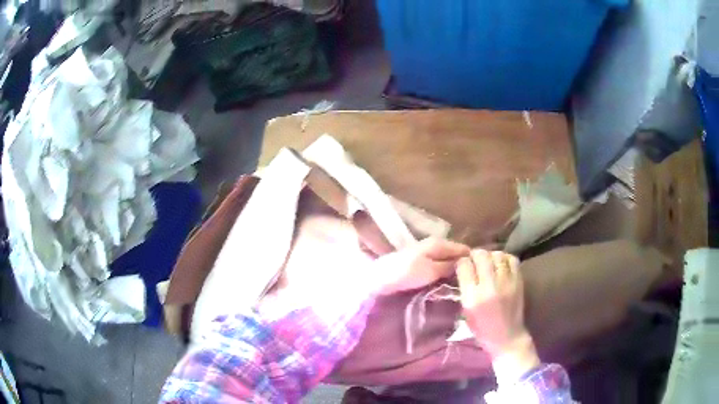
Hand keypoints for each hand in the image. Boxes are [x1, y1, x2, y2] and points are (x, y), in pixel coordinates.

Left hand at [374, 237, 469, 294]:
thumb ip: (449, 266)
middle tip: (474, 282)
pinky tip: (448, 284)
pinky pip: (439, 267)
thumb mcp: (431, 271)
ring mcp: (426, 254)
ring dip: (454, 271)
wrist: (380, 278)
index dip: (473, 260)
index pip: (464, 249)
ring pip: (447, 261)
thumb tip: (467, 264)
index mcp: (439, 243)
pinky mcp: (420, 264)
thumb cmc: (406, 273)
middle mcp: (434, 245)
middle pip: (456, 255)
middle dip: (464, 266)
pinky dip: (444, 274)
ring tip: (464, 285)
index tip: (482, 274)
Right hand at [457, 250, 539, 384]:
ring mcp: (506, 283)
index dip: (462, 262)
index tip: (462, 265)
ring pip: (497, 255)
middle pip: (481, 255)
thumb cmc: (482, 329)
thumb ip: (464, 288)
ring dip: (491, 255)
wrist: (507, 337)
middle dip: (475, 255)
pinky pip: (512, 260)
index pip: (464, 266)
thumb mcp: (466, 311)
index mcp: (472, 297)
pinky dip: (505, 258)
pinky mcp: (518, 282)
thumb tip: (464, 267)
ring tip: (489, 262)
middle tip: (475, 261)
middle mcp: (489, 287)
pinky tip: (501, 265)